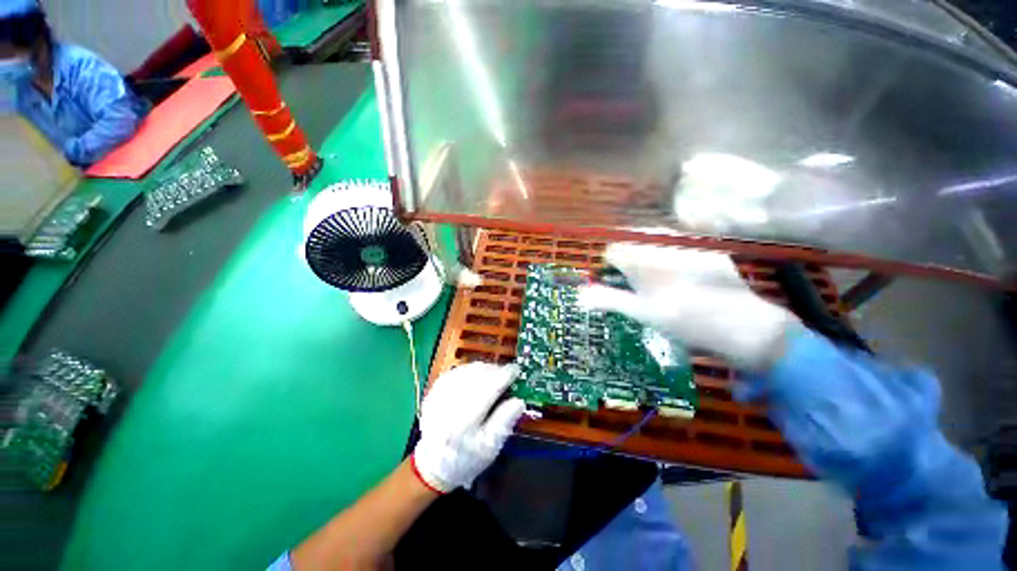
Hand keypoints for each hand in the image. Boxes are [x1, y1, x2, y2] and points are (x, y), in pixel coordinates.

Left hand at [411, 363, 524, 492]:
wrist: (433, 465)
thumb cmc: (465, 459)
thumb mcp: (490, 448)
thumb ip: (504, 422)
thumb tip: (519, 401)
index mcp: (465, 421)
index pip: (488, 388)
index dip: (504, 376)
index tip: (516, 370)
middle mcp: (449, 404)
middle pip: (477, 375)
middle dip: (495, 370)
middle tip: (507, 373)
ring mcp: (439, 395)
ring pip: (467, 370)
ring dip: (483, 368)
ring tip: (494, 375)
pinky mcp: (434, 391)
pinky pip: (456, 371)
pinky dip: (470, 370)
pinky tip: (477, 376)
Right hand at [578, 243, 799, 371]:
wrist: (743, 327)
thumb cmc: (684, 322)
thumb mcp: (641, 313)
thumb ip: (608, 300)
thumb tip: (579, 294)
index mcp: (643, 261)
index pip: (613, 251)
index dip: (608, 265)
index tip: (613, 280)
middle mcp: (663, 247)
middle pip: (633, 242)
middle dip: (628, 258)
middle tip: (633, 280)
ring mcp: (689, 246)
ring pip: (656, 241)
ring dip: (648, 254)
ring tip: (656, 278)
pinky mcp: (710, 251)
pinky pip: (681, 245)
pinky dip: (672, 256)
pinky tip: (683, 277)